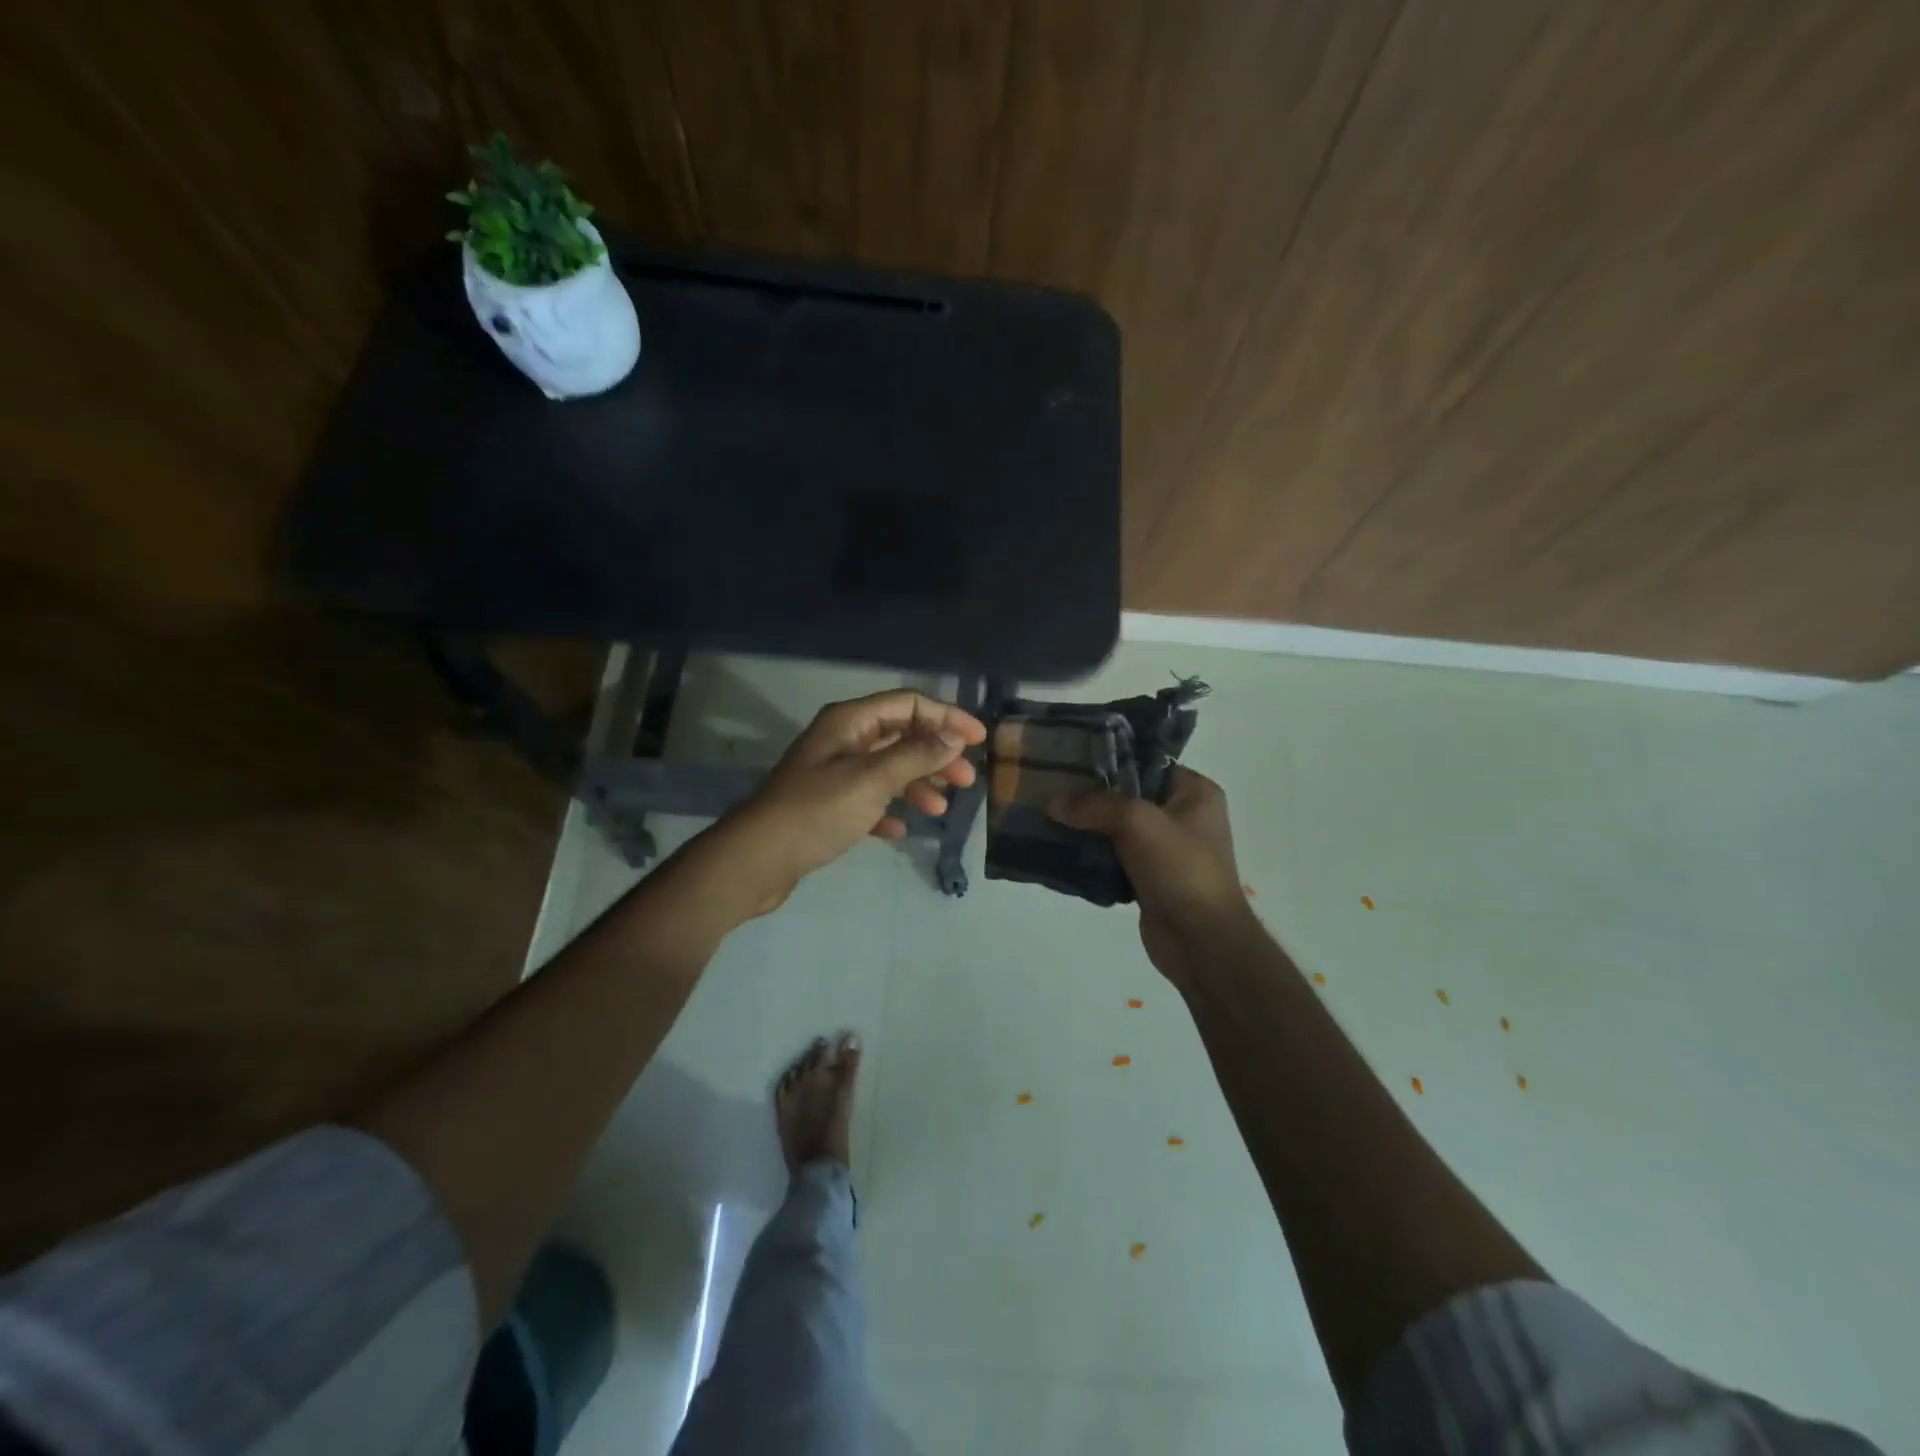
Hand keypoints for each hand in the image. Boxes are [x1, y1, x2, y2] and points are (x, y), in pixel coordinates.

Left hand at [713, 690, 986, 914]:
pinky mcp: (828, 806)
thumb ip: (915, 756)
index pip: (908, 704)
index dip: (947, 717)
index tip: (978, 740)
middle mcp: (843, 740)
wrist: (757, 859)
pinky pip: (869, 800)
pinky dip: (889, 810)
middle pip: (901, 735)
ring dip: (917, 784)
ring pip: (888, 769)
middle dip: (936, 754)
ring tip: (940, 809)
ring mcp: (834, 773)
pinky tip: (900, 830)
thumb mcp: (871, 779)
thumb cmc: (816, 811)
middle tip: (965, 780)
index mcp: (850, 722)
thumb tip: (954, 737)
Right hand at [1048, 768, 1255, 983]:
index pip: (1146, 763)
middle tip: (1051, 788)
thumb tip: (1052, 803)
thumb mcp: (1137, 822)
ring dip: (1087, 827)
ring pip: (1117, 828)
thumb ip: (1094, 806)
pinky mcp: (1149, 878)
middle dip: (1091, 796)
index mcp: (1195, 792)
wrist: (1201, 942)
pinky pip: (1114, 857)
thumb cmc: (1180, 869)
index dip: (1109, 761)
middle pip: (1128, 796)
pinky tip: (1062, 849)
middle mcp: (1184, 816)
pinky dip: (1092, 855)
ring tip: (1048, 817)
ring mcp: (1166, 850)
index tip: (1069, 759)